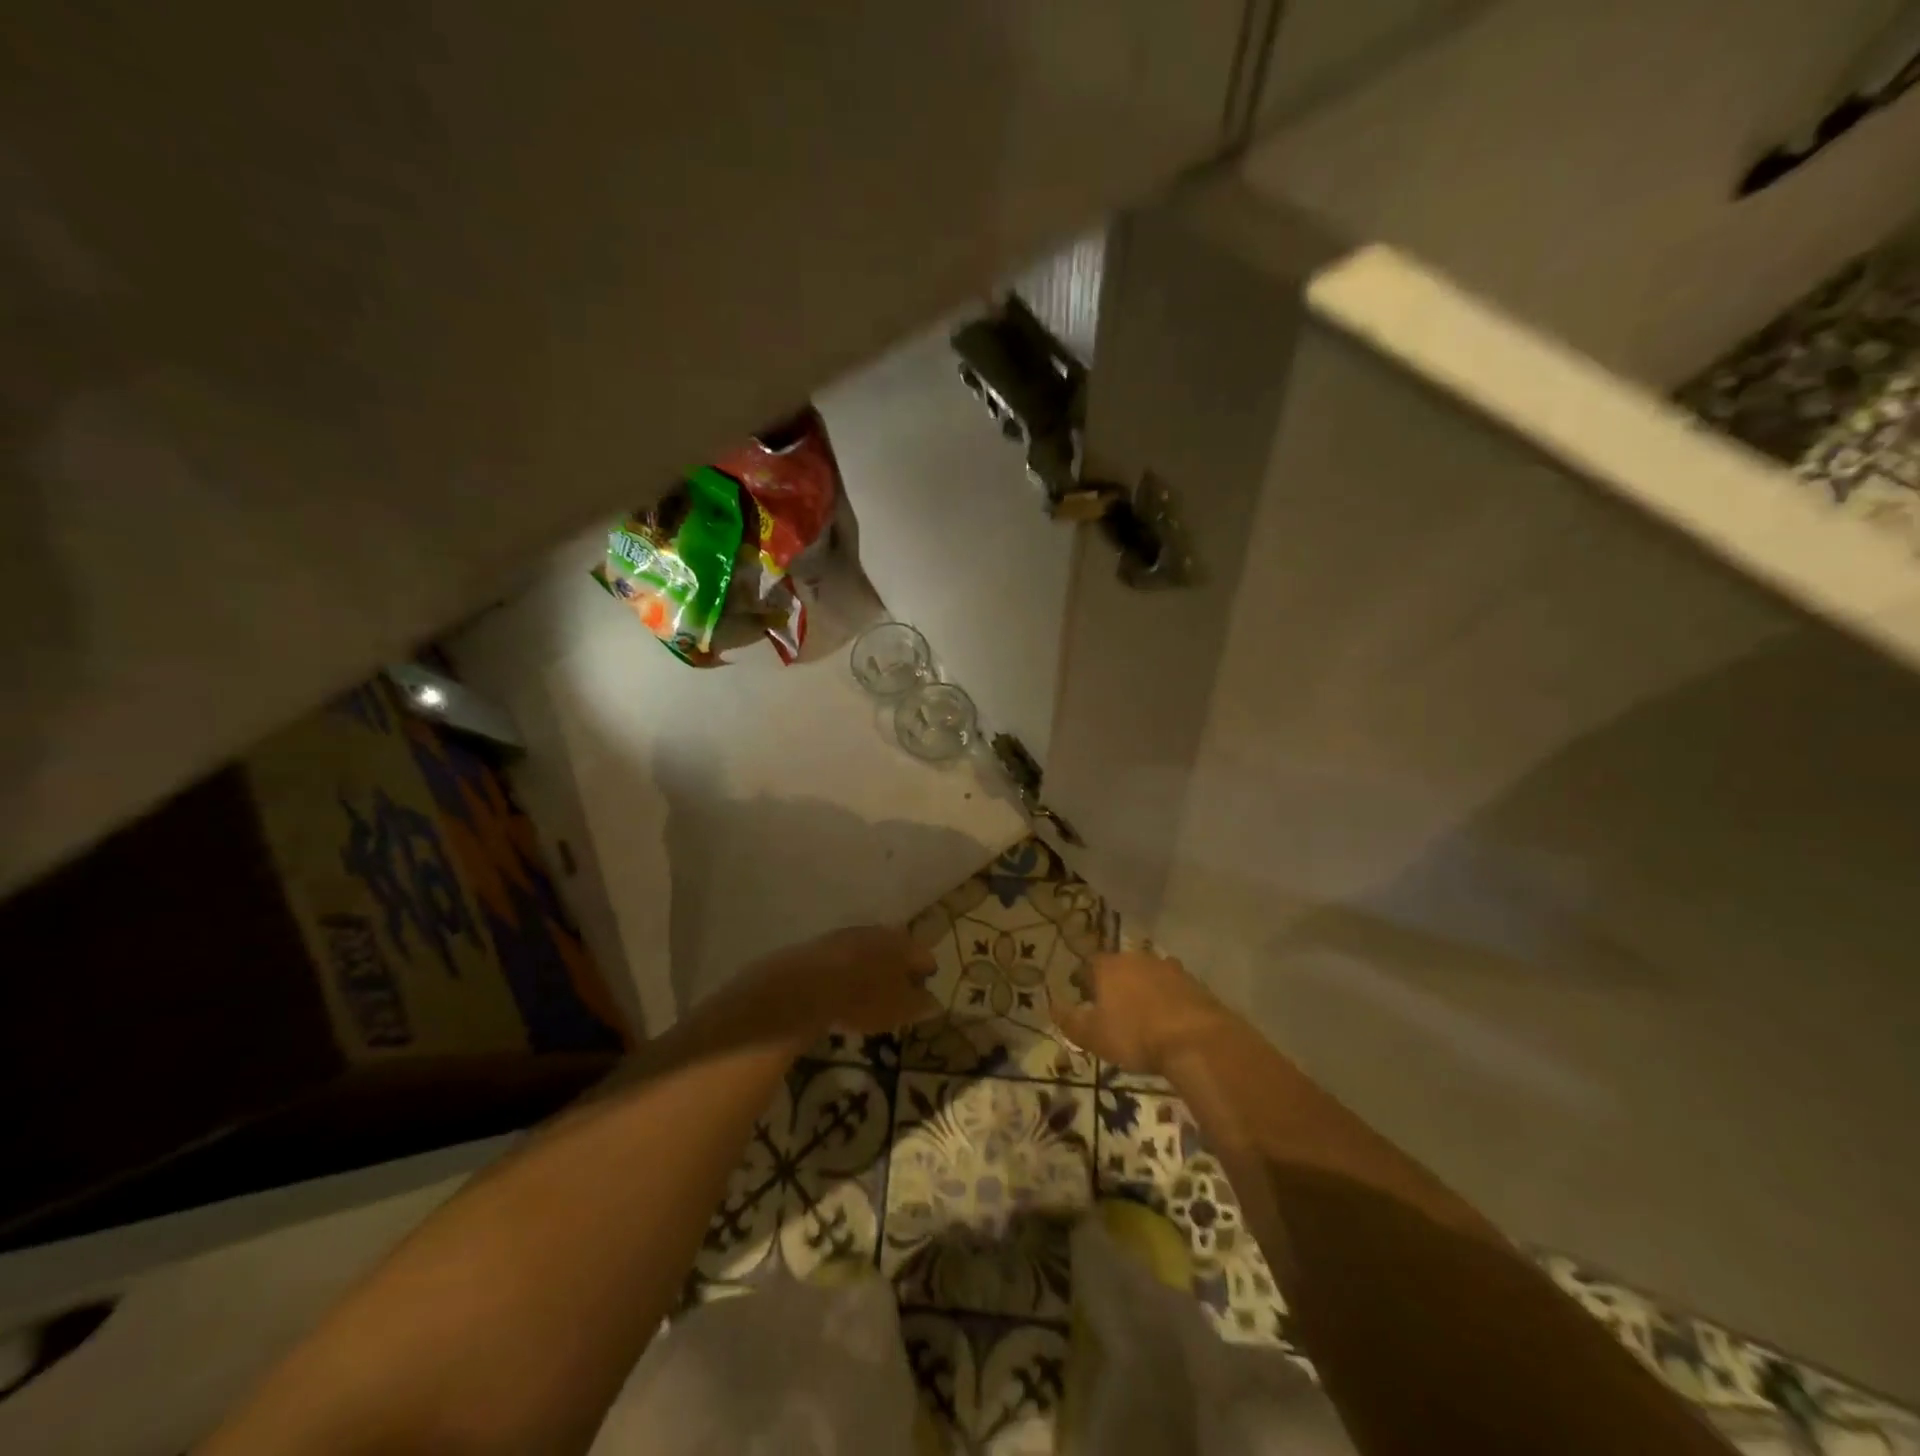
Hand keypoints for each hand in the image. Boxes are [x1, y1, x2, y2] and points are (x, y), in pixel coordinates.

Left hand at [756, 925, 939, 1038]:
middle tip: (898, 990)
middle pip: (898, 948)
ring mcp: (851, 934)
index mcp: (905, 945)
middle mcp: (881, 932)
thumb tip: (935, 1002)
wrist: (807, 985)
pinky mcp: (825, 943)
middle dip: (900, 967)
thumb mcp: (899, 1010)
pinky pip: (847, 956)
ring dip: (875, 966)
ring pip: (872, 949)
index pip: (925, 957)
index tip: (923, 992)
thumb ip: (921, 1005)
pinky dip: (851, 969)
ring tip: (870, 990)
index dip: (927, 975)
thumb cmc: (863, 999)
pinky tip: (844, 987)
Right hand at [1054, 950, 1233, 1077]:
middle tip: (1112, 1007)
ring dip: (1143, 989)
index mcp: (1108, 966)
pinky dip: (1167, 999)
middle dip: (1115, 983)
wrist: (1195, 1039)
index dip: (1084, 980)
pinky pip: (1172, 987)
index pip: (1089, 964)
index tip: (1083, 997)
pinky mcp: (1193, 982)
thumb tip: (1052, 1005)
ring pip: (1148, 974)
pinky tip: (1168, 1019)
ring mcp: (1168, 967)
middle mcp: (1137, 958)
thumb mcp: (1092, 1035)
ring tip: (1142, 1014)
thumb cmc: (1135, 1036)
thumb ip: (1069, 1020)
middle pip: (1120, 966)